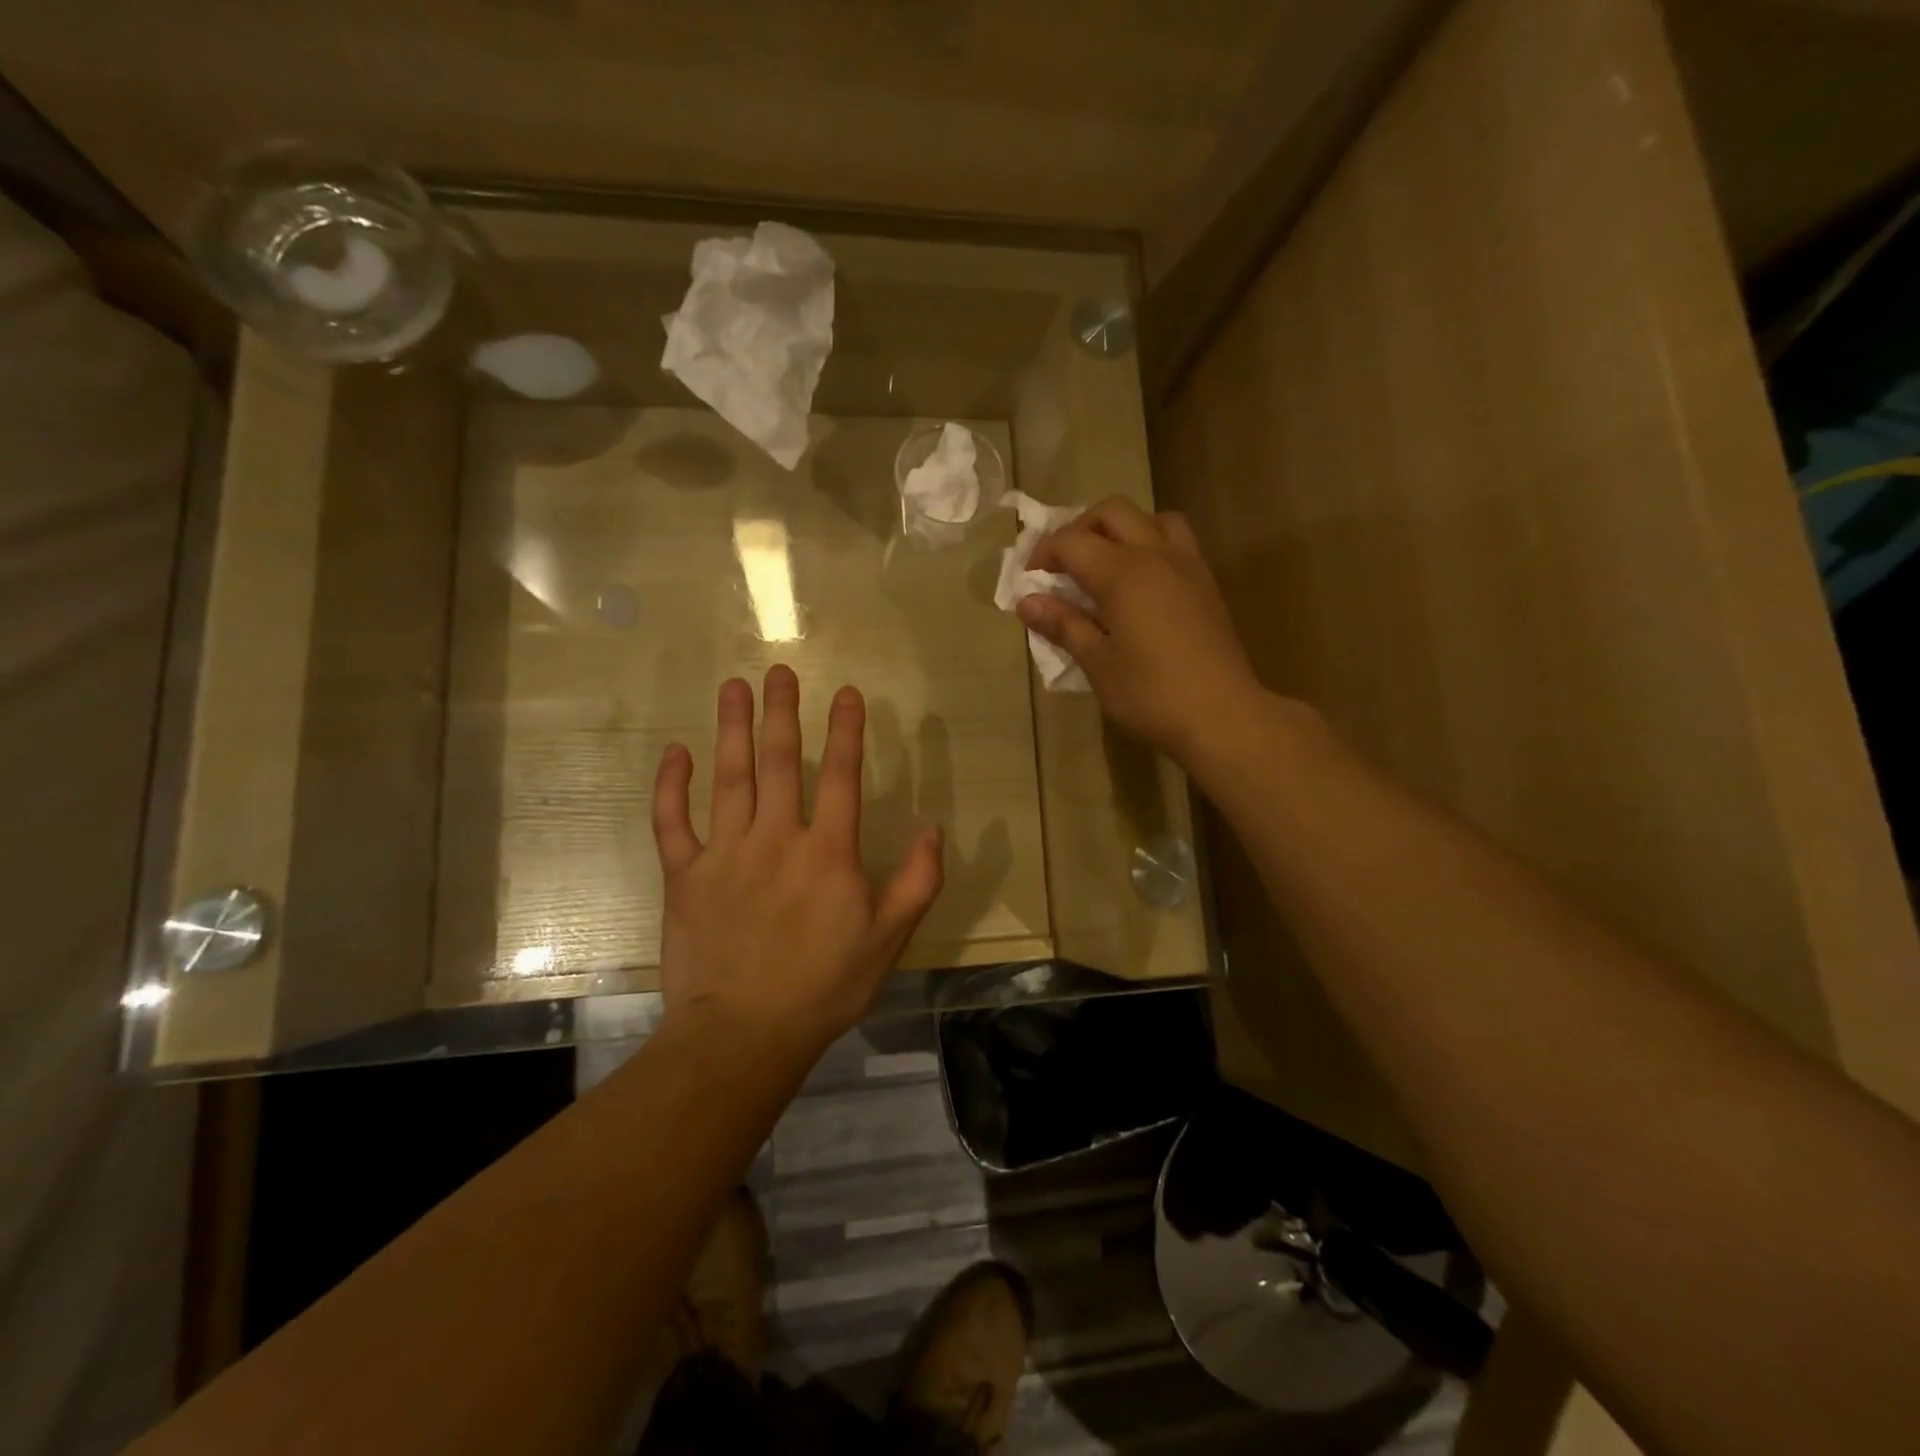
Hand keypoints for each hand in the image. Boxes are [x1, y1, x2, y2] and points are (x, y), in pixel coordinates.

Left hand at [652, 666, 944, 1060]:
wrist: (743, 1034)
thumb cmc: (824, 986)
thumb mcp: (889, 939)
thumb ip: (918, 881)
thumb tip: (934, 827)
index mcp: (828, 852)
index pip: (841, 776)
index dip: (846, 730)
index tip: (845, 692)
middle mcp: (776, 839)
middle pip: (780, 762)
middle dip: (782, 712)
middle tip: (779, 670)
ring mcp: (725, 854)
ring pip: (728, 778)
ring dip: (732, 729)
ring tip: (733, 687)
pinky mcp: (684, 875)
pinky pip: (672, 822)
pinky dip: (670, 786)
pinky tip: (674, 752)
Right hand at [1017, 497, 1262, 764]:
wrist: (1223, 715)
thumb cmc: (1151, 694)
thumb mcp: (1098, 664)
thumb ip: (1064, 625)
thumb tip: (1028, 602)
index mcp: (1122, 573)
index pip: (1072, 541)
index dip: (1043, 554)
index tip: (1029, 582)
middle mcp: (1156, 555)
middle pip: (1113, 512)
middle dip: (1080, 529)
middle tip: (1064, 565)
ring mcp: (1187, 565)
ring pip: (1152, 518)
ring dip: (1122, 529)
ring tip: (1105, 565)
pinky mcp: (1206, 583)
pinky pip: (1176, 541)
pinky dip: (1150, 545)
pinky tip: (1140, 585)